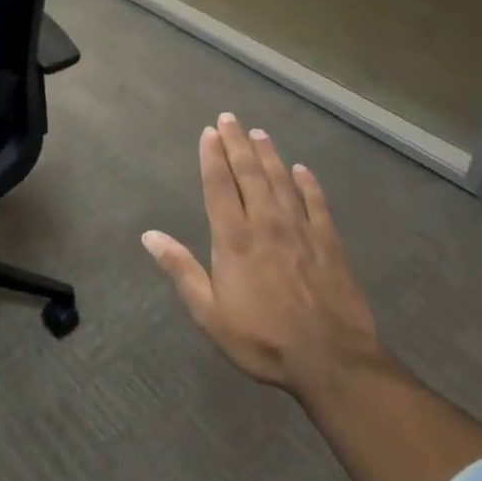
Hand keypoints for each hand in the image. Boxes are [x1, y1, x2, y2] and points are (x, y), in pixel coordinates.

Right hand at [142, 113, 380, 406]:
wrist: (332, 362)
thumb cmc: (262, 339)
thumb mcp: (210, 313)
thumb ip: (181, 270)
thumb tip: (149, 235)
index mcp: (234, 239)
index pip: (219, 186)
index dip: (212, 157)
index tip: (208, 132)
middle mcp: (266, 224)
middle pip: (249, 174)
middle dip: (237, 144)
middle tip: (230, 118)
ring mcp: (301, 231)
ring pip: (281, 182)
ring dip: (268, 155)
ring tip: (259, 133)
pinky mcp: (329, 244)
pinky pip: (317, 205)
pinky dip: (309, 185)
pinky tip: (303, 171)